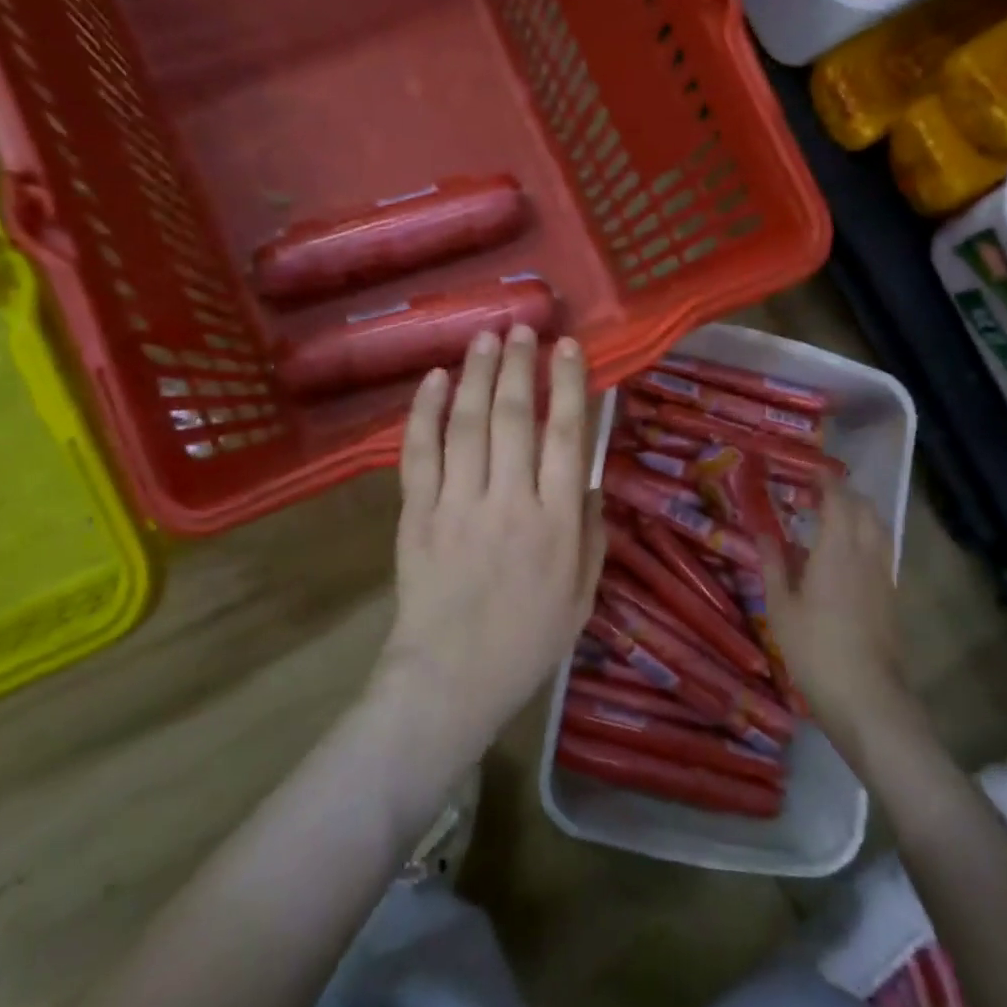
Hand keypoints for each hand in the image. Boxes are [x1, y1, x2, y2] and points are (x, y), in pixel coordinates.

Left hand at [373, 326, 604, 761]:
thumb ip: (590, 535)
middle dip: (519, 365)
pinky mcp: (416, 513)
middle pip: (515, 417)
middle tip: (521, 328)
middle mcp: (510, 502)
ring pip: (467, 424)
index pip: (567, 436)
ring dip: (476, 375)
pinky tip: (432, 379)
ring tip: (484, 337)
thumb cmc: (527, 643)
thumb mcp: (582, 596)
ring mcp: (458, 504)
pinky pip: (419, 452)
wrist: (451, 678)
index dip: (569, 384)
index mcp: (556, 523)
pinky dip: (424, 412)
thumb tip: (587, 482)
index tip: (568, 346)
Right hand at [760, 484, 916, 748]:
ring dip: (860, 515)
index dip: (827, 482)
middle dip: (845, 494)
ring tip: (834, 520)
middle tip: (818, 494)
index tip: (810, 472)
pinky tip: (847, 557)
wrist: (867, 697)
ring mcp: (884, 577)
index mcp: (837, 551)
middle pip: (865, 510)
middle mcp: (867, 555)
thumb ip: (773, 564)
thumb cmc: (815, 649)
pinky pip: (882, 552)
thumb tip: (764, 530)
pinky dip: (866, 539)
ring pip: (879, 530)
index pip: (839, 501)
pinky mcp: (892, 598)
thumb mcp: (781, 607)